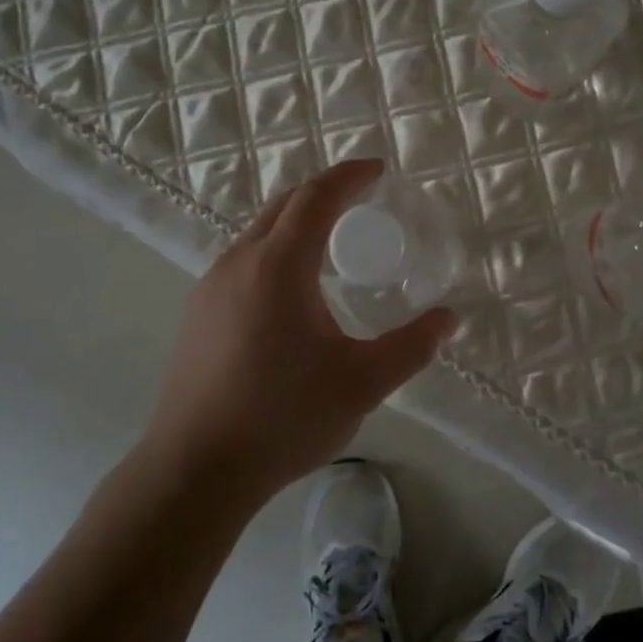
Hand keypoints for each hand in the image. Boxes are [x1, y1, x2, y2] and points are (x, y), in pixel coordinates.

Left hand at [144, 160, 455, 502]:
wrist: (194, 471)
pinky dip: (275, 250)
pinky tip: (292, 290)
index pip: (315, 198)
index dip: (349, 176)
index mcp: (277, 266)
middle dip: (324, 193)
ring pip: (258, 232)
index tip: (378, 170)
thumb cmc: (282, 418)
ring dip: (296, 221)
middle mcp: (238, 263)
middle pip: (283, 206)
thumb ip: (411, 347)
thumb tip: (448, 319)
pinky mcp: (198, 314)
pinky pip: (243, 260)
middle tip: (361, 200)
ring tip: (330, 242)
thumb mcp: (361, 384)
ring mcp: (210, 288)